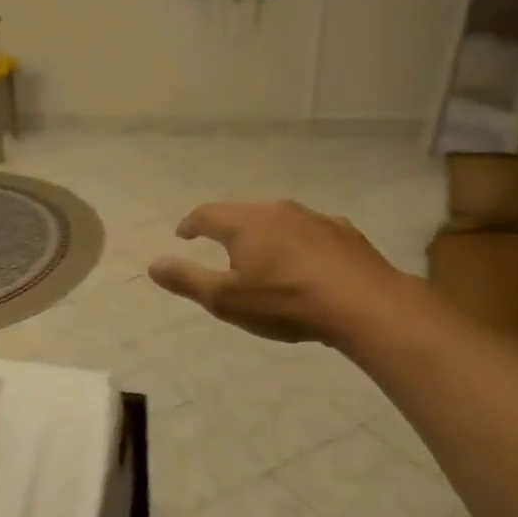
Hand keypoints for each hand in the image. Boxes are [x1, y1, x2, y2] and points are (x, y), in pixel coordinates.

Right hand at [149, 201, 417, 346]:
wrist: (364, 305)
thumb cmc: (285, 302)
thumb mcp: (226, 299)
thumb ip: (187, 280)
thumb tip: (153, 264)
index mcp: (244, 223)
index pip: (207, 214)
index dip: (191, 224)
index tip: (183, 234)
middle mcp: (277, 211)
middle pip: (242, 212)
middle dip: (227, 227)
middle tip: (218, 244)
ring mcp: (314, 218)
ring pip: (278, 220)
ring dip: (264, 233)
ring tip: (261, 254)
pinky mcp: (344, 233)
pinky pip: (310, 232)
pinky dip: (297, 243)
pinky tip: (304, 262)